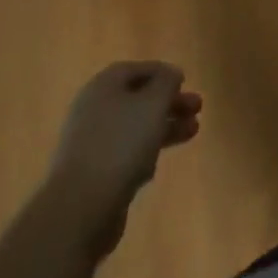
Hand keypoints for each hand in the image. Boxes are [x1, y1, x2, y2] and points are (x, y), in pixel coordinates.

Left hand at [42, 62, 202, 256]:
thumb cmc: (121, 143)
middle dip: (169, 102)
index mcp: (103, 86)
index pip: (136, 69)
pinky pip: (125, 154)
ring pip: (135, 127)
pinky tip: (158, 163)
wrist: (80, 207)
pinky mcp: (93, 174)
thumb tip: (171, 75)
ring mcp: (91, 143)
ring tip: (193, 131)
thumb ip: (166, 82)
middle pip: (137, 98)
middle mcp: (94, 109)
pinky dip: (145, 152)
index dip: (162, 72)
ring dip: (164, 126)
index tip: (185, 81)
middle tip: (197, 108)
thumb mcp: (153, 103)